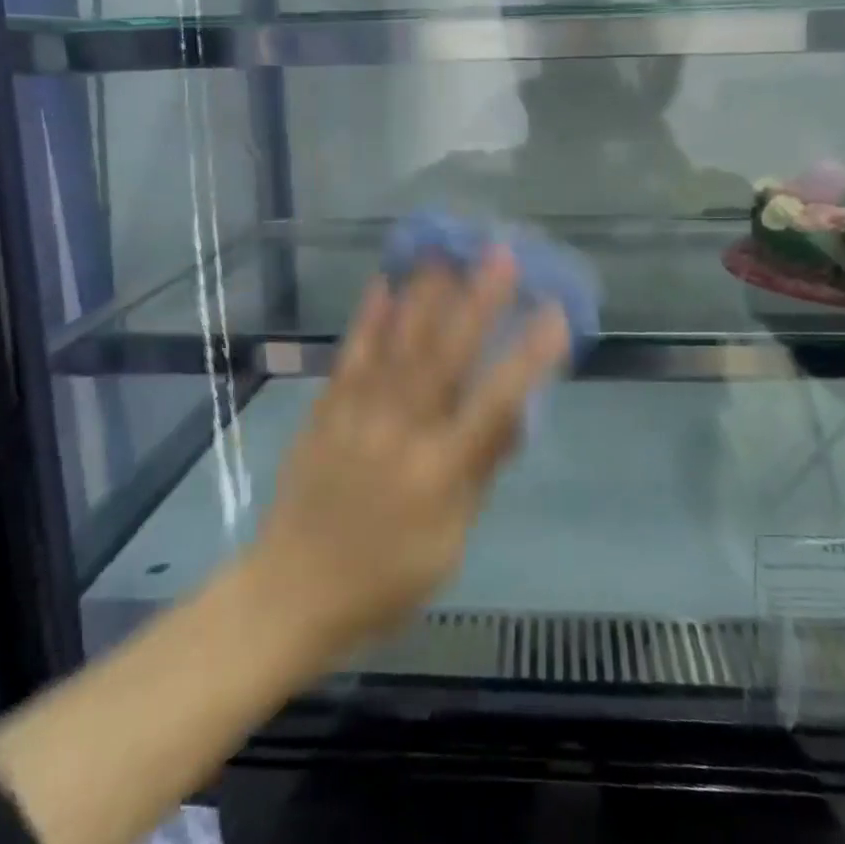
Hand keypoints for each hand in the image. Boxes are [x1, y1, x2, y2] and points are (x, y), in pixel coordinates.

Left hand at [247, 251, 569, 653]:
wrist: (291, 592)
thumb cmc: (384, 580)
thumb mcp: (449, 544)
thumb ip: (480, 474)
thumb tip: (514, 416)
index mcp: (438, 472)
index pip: (494, 405)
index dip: (528, 358)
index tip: (554, 314)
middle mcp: (400, 432)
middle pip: (444, 357)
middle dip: (476, 302)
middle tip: (499, 254)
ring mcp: (357, 416)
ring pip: (397, 345)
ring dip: (423, 295)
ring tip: (445, 251)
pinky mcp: (326, 412)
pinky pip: (350, 357)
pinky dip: (367, 320)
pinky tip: (382, 285)